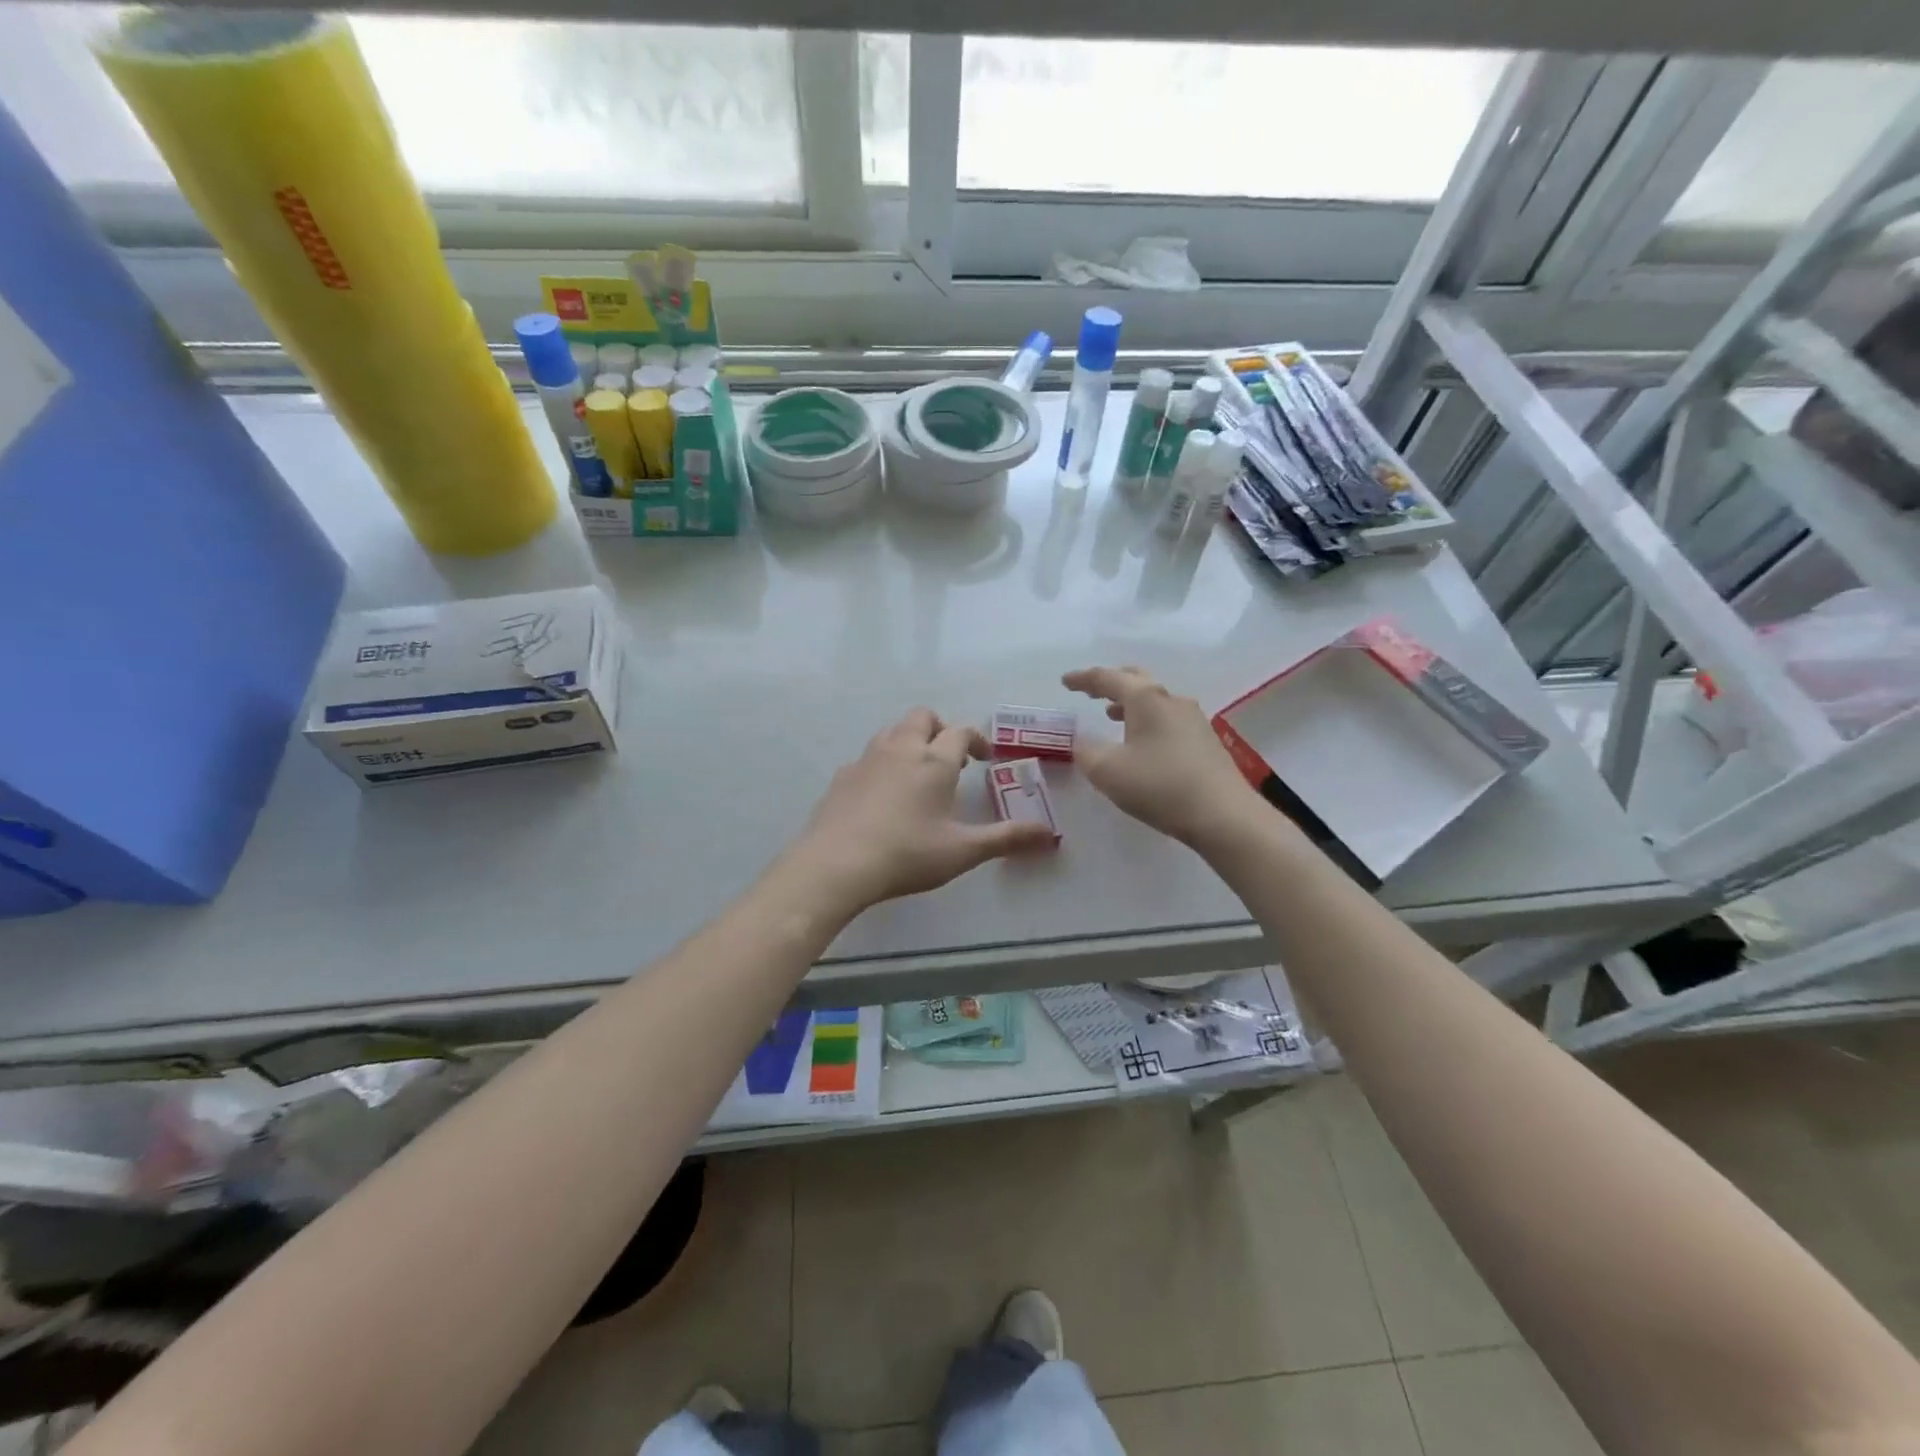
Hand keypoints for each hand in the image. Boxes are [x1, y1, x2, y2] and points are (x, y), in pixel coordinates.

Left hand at [787, 708, 1056, 912]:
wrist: (836, 864)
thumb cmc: (908, 854)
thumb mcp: (963, 850)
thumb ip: (1007, 839)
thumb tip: (1049, 835)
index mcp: (934, 761)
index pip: (960, 732)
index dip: (977, 740)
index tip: (985, 758)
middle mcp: (901, 749)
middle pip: (923, 718)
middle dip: (940, 729)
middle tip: (951, 759)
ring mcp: (867, 759)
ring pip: (892, 731)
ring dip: (910, 740)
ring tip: (918, 772)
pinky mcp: (842, 776)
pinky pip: (868, 756)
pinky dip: (882, 763)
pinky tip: (883, 794)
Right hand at [1064, 666, 1262, 845]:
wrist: (1223, 815)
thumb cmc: (1159, 786)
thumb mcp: (1107, 771)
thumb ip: (1085, 750)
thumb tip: (1080, 739)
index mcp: (1145, 699)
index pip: (1108, 678)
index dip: (1083, 679)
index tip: (1065, 682)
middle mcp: (1171, 700)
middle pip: (1137, 680)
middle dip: (1111, 684)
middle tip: (1090, 692)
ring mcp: (1193, 719)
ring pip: (1155, 700)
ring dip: (1130, 703)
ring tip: (1112, 715)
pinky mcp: (1206, 741)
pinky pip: (1168, 718)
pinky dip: (1147, 720)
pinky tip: (1142, 741)